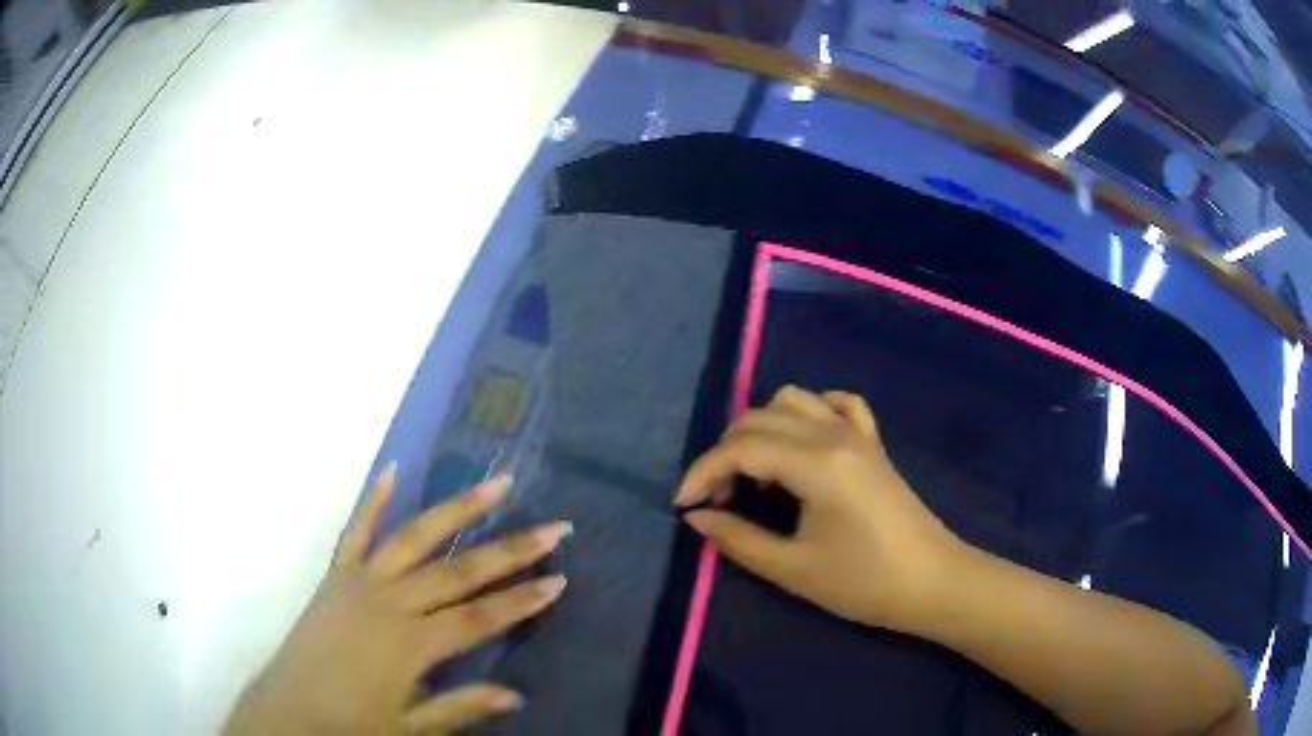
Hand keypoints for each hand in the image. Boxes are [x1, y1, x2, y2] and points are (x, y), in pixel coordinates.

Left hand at [224, 468, 570, 734]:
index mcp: (411, 644)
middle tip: (553, 527)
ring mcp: (360, 581)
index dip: (522, 600)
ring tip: (495, 484)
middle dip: (509, 550)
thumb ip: (460, 707)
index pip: (480, 617)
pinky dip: (374, 499)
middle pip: (458, 571)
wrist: (289, 709)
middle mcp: (390, 602)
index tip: (559, 579)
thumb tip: (516, 694)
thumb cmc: (351, 724)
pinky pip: (356, 530)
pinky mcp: (336, 574)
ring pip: (415, 537)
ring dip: (457, 509)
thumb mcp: (410, 727)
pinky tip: (392, 470)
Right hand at [674, 386, 963, 632]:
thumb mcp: (793, 569)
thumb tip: (696, 518)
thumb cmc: (863, 582)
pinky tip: (804, 442)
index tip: (684, 505)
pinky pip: (837, 405)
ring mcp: (857, 433)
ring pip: (794, 401)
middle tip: (718, 500)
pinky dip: (811, 413)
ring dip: (762, 429)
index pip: (741, 448)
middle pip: (760, 419)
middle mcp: (834, 434)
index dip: (703, 473)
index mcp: (816, 463)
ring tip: (756, 474)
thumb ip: (738, 539)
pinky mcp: (873, 443)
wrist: (932, 582)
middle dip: (726, 454)